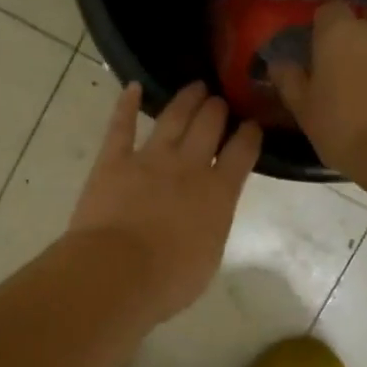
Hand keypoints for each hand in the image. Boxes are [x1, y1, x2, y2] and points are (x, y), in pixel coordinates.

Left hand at [68, 81, 260, 326]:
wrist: (118, 272)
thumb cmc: (169, 279)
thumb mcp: (208, 257)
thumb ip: (212, 225)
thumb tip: (208, 213)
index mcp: (219, 193)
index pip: (242, 153)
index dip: (250, 135)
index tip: (252, 125)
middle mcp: (188, 166)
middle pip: (209, 125)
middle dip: (218, 109)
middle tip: (220, 100)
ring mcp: (150, 159)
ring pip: (173, 118)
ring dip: (186, 100)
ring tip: (195, 87)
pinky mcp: (114, 160)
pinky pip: (121, 126)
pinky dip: (126, 104)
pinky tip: (132, 87)